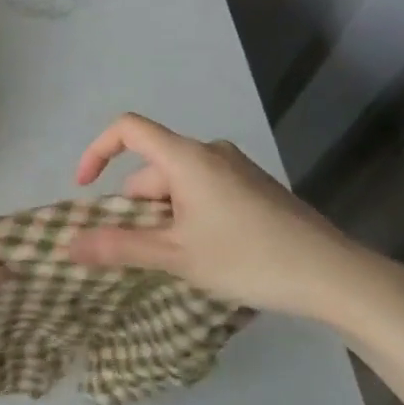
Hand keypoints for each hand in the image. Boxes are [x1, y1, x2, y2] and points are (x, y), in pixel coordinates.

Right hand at [63, 113, 403, 326]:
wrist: (334, 275)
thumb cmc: (247, 258)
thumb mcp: (176, 256)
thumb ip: (119, 247)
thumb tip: (69, 244)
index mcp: (187, 158)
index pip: (127, 129)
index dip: (97, 151)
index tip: (85, 188)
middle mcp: (210, 153)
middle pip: (153, 167)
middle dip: (137, 206)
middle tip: (145, 252)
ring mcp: (237, 169)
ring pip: (179, 184)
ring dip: (164, 216)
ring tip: (180, 260)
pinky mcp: (256, 188)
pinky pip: (204, 191)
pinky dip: (190, 215)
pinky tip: (210, 254)